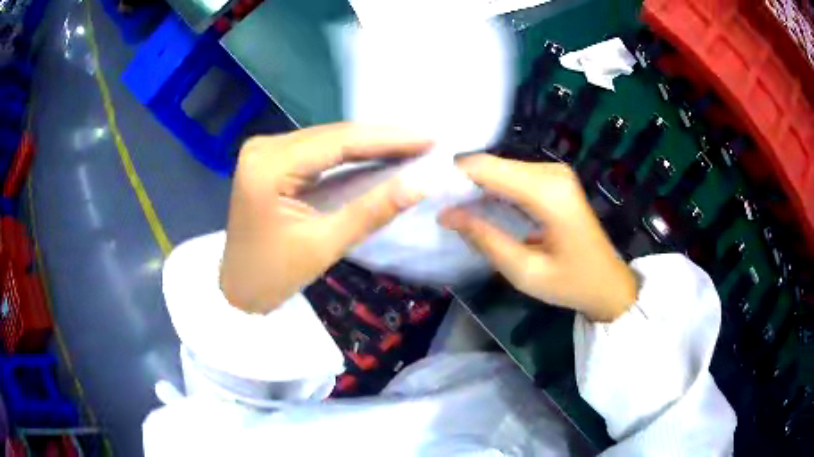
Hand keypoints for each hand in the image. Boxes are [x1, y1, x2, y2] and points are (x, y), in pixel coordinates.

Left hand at [220, 123, 430, 313]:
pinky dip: (348, 153)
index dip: (387, 139)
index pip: (337, 142)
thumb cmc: (275, 274)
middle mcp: (264, 147)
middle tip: (425, 143)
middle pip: (332, 135)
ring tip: (409, 147)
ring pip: (327, 139)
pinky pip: (317, 149)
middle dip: (381, 139)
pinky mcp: (270, 159)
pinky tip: (376, 154)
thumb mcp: (325, 245)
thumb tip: (421, 184)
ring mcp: (265, 150)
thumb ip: (372, 210)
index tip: (428, 139)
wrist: (239, 288)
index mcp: (269, 166)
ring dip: (367, 144)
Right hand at [440, 155, 637, 321]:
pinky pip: (513, 176)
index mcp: (548, 193)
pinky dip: (492, 188)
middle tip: (436, 205)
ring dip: (475, 186)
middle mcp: (551, 172)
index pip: (487, 168)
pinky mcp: (554, 179)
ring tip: (452, 208)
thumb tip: (446, 214)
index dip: (453, 176)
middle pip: (492, 164)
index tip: (425, 194)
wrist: (607, 283)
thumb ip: (485, 239)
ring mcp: (554, 172)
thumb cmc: (571, 284)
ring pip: (500, 168)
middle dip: (461, 181)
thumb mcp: (524, 271)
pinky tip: (478, 207)